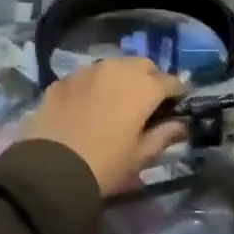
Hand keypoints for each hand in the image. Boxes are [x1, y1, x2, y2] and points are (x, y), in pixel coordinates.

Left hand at [25, 58, 186, 195]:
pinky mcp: (63, 80)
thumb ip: (164, 135)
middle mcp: (116, 69)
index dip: (177, 93)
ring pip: (112, 66)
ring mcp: (86, 71)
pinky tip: (88, 106)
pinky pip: (86, 77)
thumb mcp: (141, 156)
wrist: (52, 168)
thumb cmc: (106, 164)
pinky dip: (93, 86)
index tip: (177, 106)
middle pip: (141, 65)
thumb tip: (180, 125)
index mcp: (142, 87)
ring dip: (120, 79)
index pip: (170, 81)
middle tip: (147, 103)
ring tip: (116, 102)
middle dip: (149, 79)